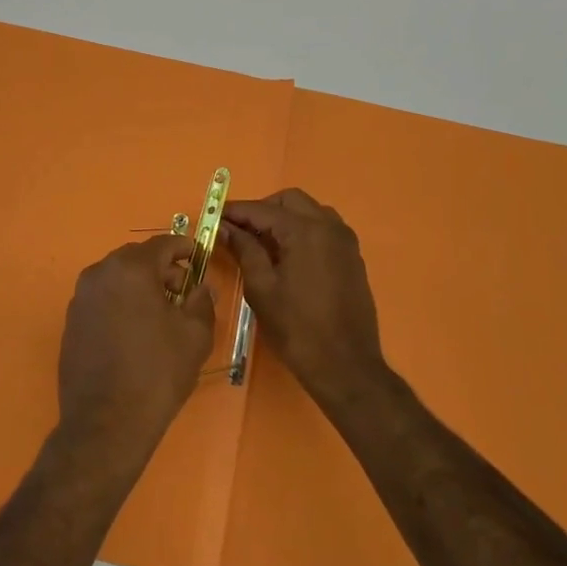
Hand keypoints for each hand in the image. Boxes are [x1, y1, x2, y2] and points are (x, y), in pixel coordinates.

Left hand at [55, 234, 215, 469]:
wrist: (106, 422)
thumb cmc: (157, 373)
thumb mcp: (195, 335)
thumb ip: (201, 301)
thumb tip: (200, 287)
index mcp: (131, 269)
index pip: (163, 243)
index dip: (185, 248)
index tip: (199, 258)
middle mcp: (100, 273)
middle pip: (137, 258)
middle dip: (162, 268)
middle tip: (184, 291)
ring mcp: (80, 297)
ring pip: (117, 278)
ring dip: (140, 286)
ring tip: (161, 314)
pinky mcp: (71, 321)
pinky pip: (102, 298)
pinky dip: (121, 302)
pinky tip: (136, 331)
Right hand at [221, 189, 385, 407]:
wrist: (345, 365)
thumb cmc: (297, 328)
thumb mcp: (262, 288)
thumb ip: (244, 250)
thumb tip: (226, 228)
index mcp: (305, 231)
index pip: (263, 209)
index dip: (236, 211)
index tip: (214, 217)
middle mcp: (329, 226)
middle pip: (290, 200)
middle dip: (262, 209)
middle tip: (239, 231)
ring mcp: (345, 241)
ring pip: (310, 210)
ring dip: (284, 217)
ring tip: (262, 242)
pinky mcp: (352, 257)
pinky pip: (324, 229)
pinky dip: (302, 230)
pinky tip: (286, 255)